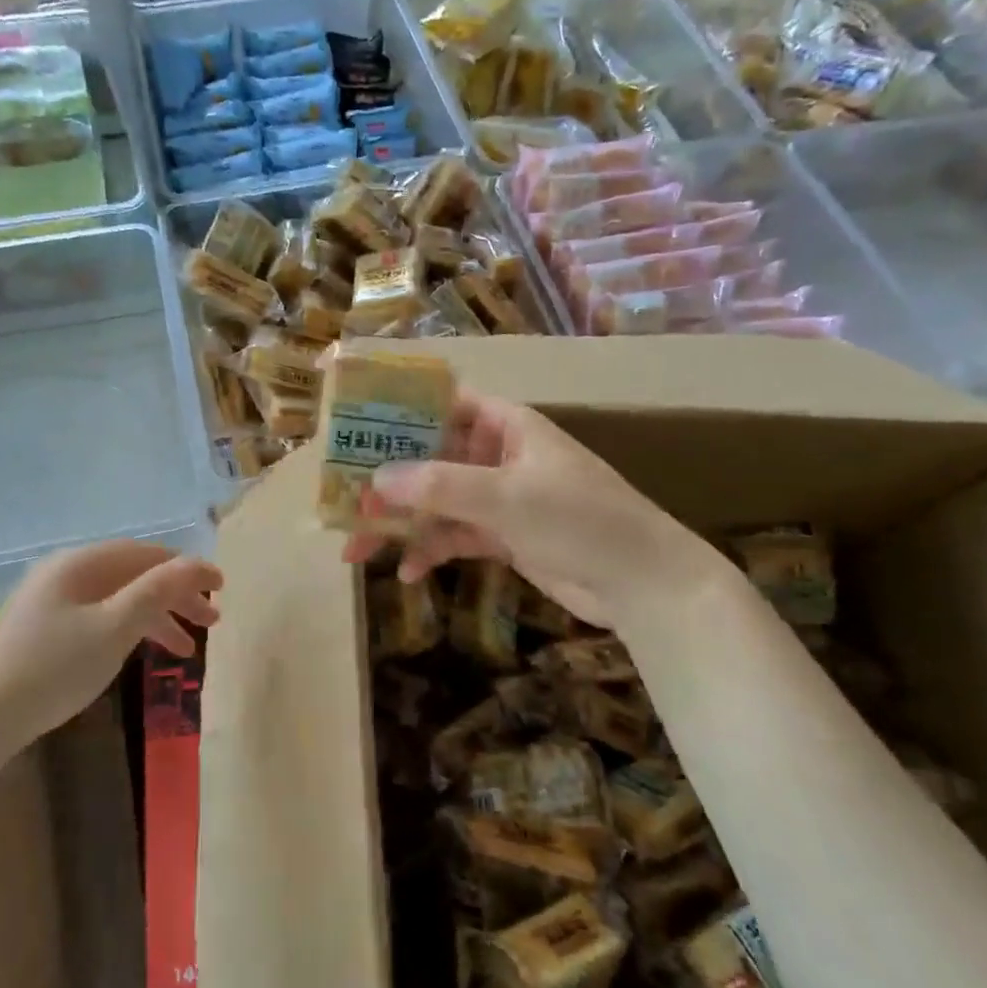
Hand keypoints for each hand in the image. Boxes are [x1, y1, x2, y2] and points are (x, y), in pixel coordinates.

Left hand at [0, 541, 221, 739]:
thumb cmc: (52, 668)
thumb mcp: (114, 628)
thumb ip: (158, 592)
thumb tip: (198, 563)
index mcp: (81, 563)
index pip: (147, 554)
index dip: (187, 569)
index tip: (222, 589)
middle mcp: (65, 572)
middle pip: (133, 575)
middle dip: (175, 597)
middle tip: (212, 623)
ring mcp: (50, 602)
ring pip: (116, 599)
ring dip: (155, 618)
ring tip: (186, 650)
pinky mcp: (42, 630)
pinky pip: (98, 618)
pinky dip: (127, 631)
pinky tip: (140, 654)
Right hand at [342, 390, 714, 629]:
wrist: (645, 584)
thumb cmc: (580, 520)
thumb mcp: (506, 497)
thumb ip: (438, 486)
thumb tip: (374, 480)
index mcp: (503, 425)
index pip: (441, 403)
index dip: (397, 410)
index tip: (351, 426)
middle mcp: (496, 455)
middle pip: (428, 457)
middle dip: (386, 480)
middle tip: (342, 499)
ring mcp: (498, 497)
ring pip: (435, 501)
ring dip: (399, 523)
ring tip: (356, 548)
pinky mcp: (502, 536)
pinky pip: (453, 536)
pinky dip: (430, 550)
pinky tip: (408, 574)